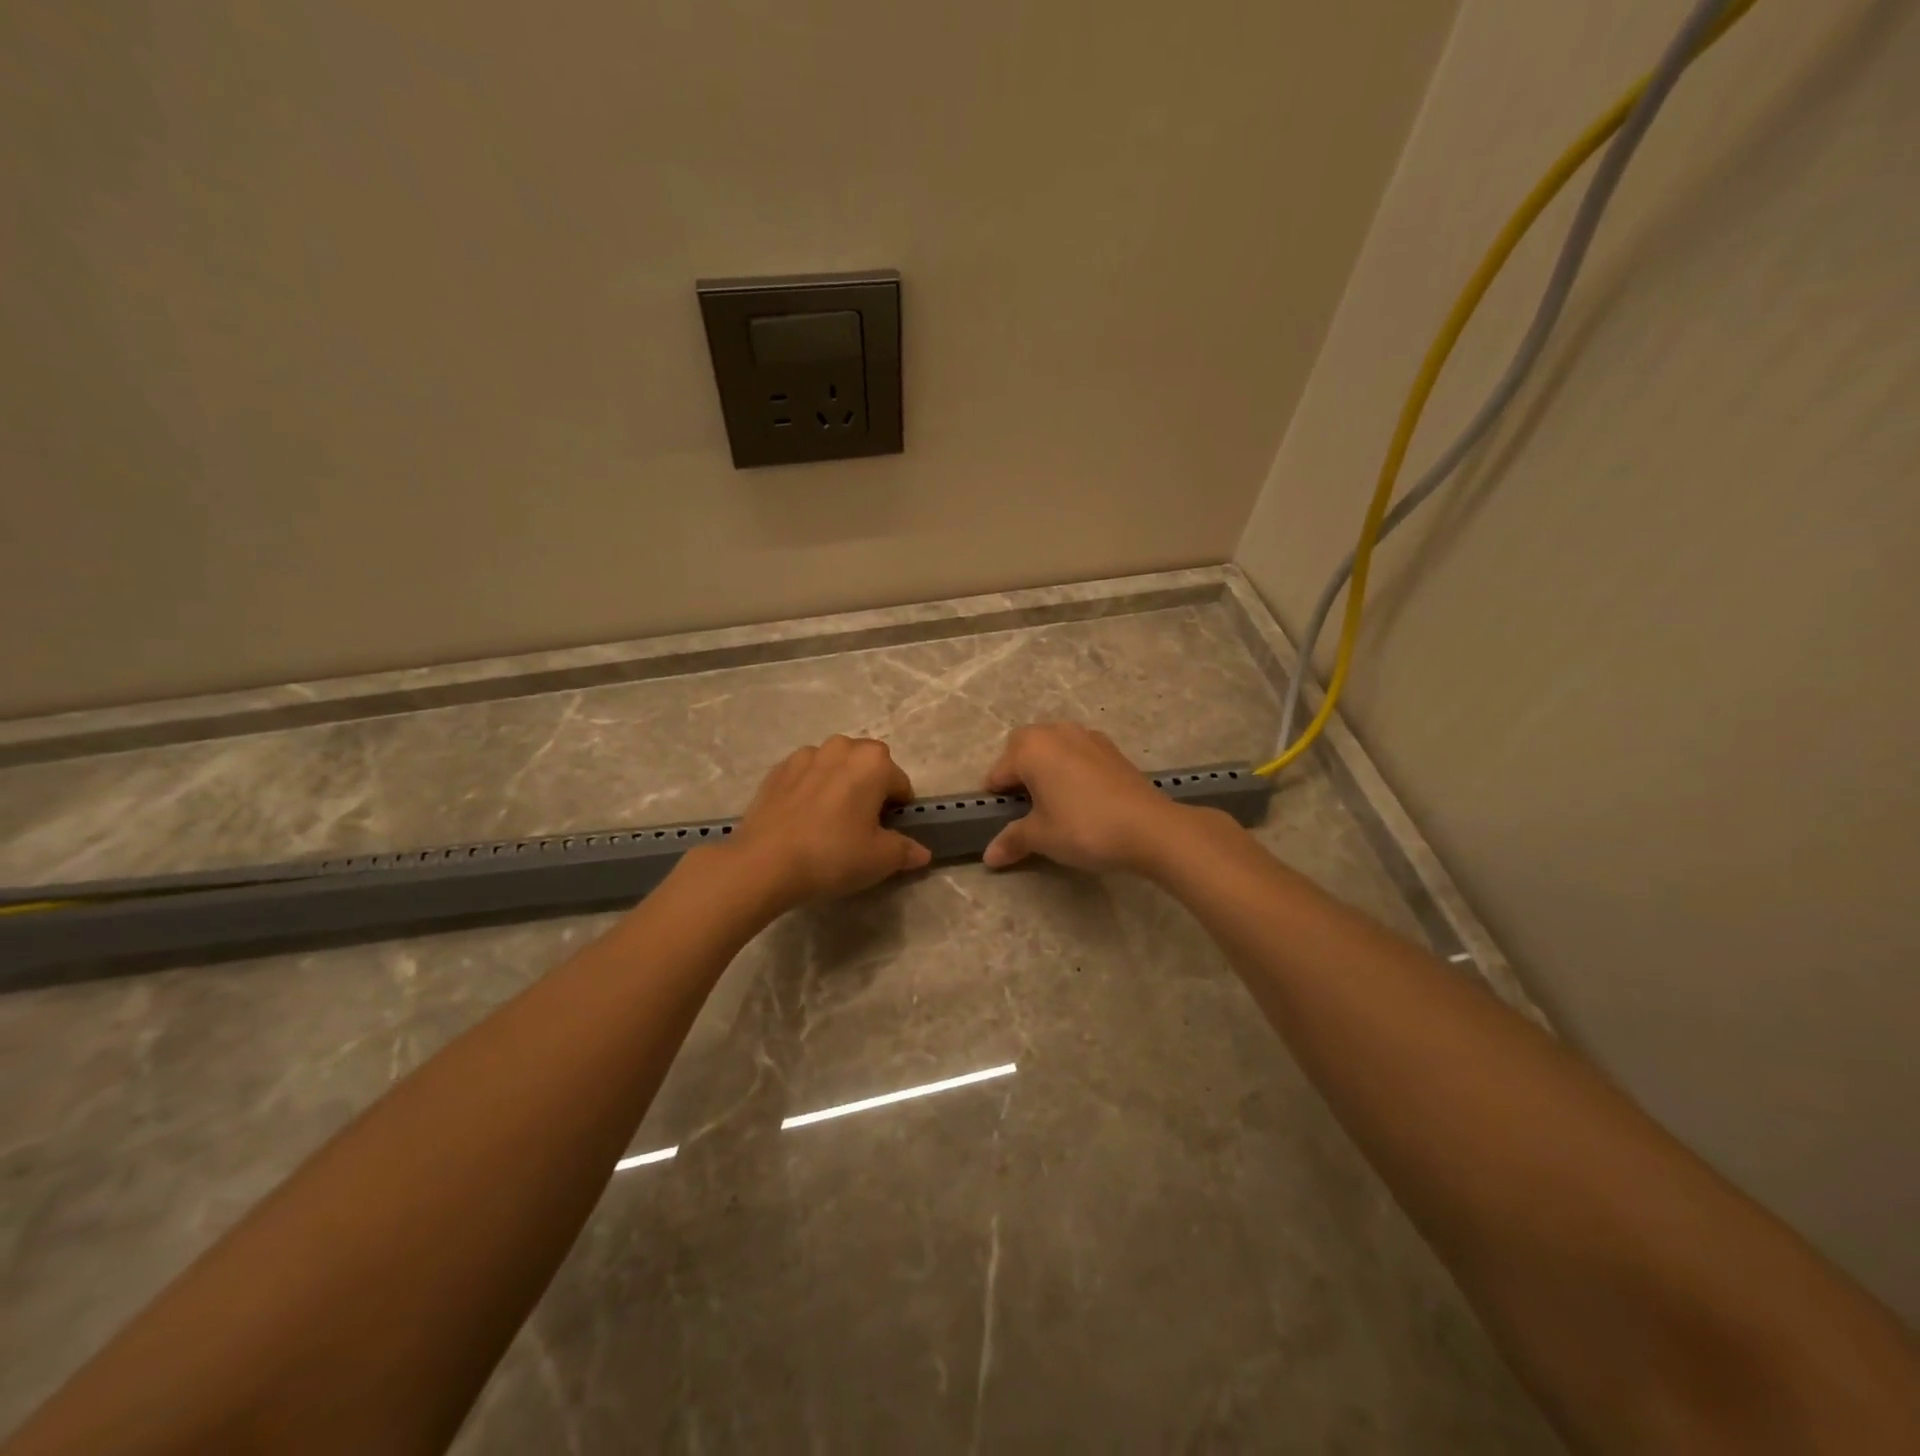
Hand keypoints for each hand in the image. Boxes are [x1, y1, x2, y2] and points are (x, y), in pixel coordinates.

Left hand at [726, 736, 931, 909]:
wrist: (764, 863)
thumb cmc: (833, 855)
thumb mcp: (880, 859)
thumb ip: (906, 851)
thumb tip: (920, 853)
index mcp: (873, 762)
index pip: (900, 784)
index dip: (898, 811)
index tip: (886, 834)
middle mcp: (841, 747)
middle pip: (868, 767)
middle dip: (869, 790)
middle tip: (861, 827)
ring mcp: (805, 755)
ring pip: (835, 767)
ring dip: (839, 785)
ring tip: (829, 822)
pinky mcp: (777, 770)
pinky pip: (806, 776)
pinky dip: (810, 790)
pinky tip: (802, 820)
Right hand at [980, 723, 1186, 873]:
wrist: (1148, 828)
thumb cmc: (1083, 827)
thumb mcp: (1041, 837)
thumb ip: (1012, 840)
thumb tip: (989, 856)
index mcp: (1031, 748)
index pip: (998, 771)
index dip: (996, 797)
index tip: (1002, 820)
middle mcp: (1056, 732)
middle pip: (1024, 747)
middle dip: (1019, 771)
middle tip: (1026, 806)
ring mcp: (1087, 736)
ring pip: (1053, 746)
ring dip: (1047, 766)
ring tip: (1054, 800)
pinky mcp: (1111, 748)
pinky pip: (1078, 752)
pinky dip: (1072, 768)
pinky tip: (1082, 796)